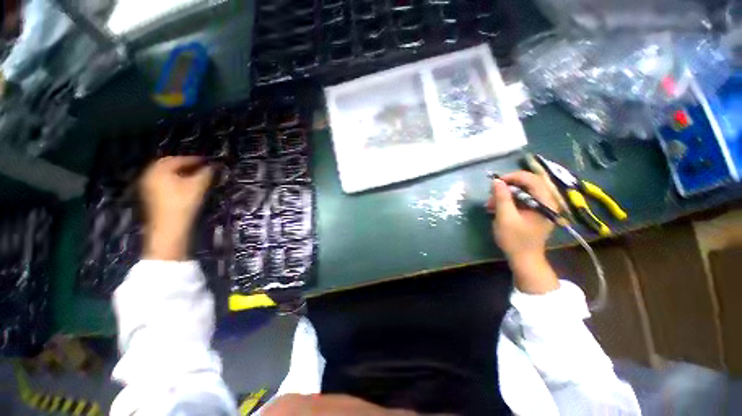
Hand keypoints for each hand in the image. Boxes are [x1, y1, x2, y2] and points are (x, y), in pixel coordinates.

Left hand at [139, 156, 212, 260]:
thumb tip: (212, 166)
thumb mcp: (198, 186)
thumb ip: (206, 173)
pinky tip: (184, 185)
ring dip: (179, 172)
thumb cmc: (183, 204)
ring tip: (194, 175)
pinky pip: (163, 181)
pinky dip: (174, 179)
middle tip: (200, 167)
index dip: (194, 159)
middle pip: (168, 164)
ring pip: (165, 173)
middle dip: (185, 164)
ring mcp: (148, 185)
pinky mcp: (150, 195)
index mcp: (159, 169)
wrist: (169, 227)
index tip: (208, 161)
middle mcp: (150, 174)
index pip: (178, 159)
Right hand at [487, 171, 559, 293]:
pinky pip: (522, 199)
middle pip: (528, 184)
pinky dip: (509, 201)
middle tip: (492, 193)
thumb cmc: (515, 240)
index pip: (532, 179)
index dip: (513, 177)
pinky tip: (497, 207)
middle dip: (508, 186)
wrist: (524, 259)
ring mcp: (541, 207)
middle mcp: (547, 202)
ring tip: (491, 203)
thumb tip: (496, 181)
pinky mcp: (535, 212)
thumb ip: (502, 198)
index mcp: (545, 202)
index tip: (496, 182)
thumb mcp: (505, 218)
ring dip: (506, 194)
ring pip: (524, 191)